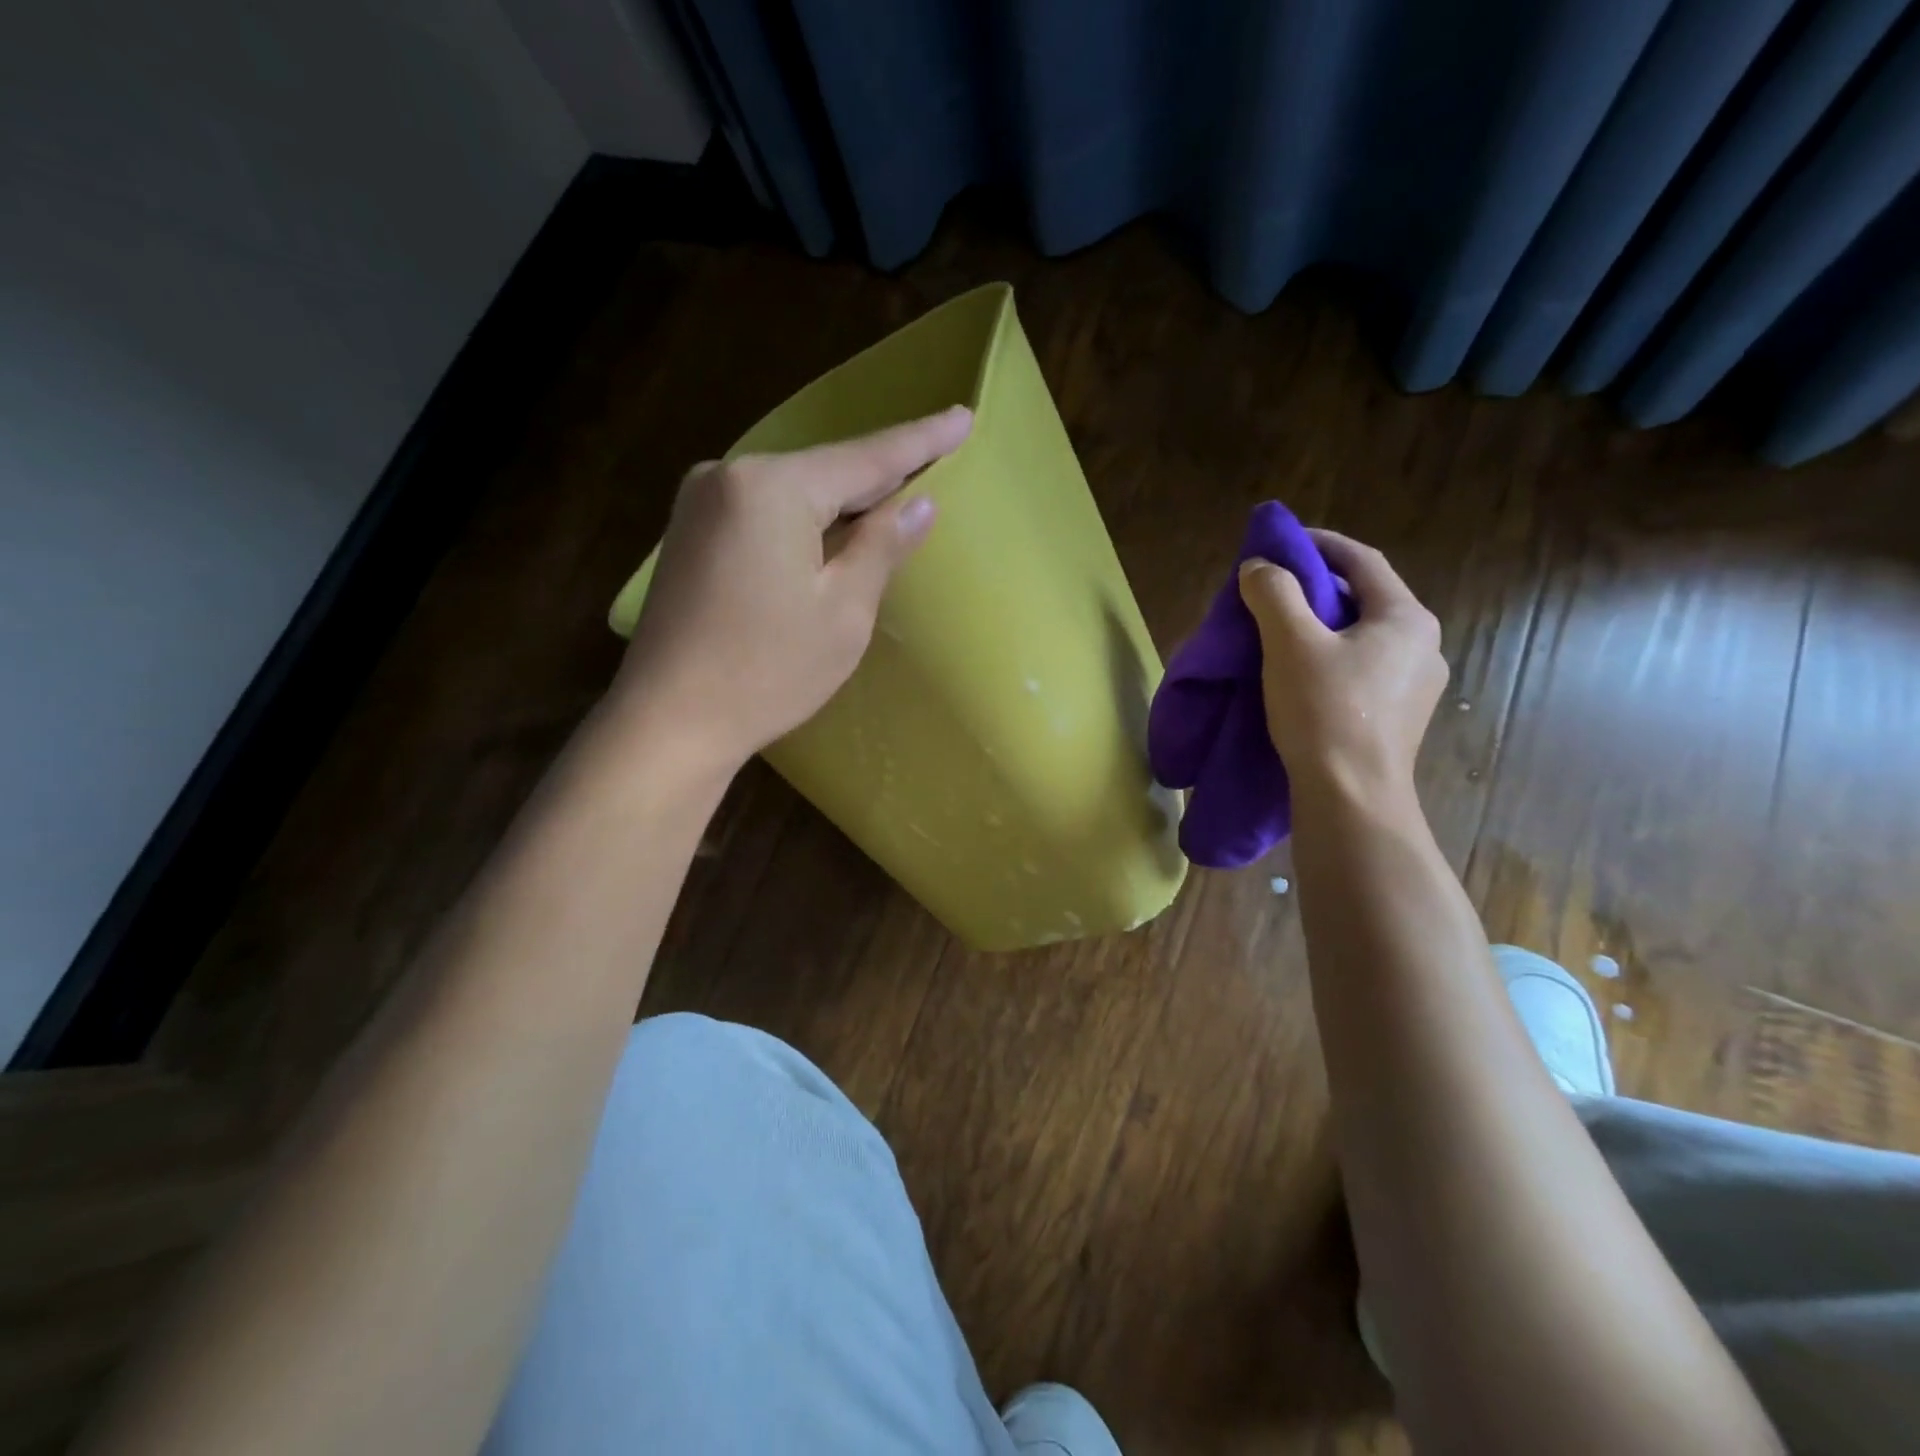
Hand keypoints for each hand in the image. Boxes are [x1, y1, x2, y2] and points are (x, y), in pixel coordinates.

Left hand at [610, 407, 972, 773]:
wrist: (668, 720)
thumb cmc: (767, 672)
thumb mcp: (843, 613)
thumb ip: (882, 547)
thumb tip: (919, 503)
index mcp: (772, 488)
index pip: (866, 458)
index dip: (920, 441)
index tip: (962, 417)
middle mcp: (729, 475)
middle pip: (826, 470)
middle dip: (880, 472)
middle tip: (937, 455)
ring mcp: (701, 501)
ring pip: (795, 490)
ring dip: (843, 499)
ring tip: (894, 493)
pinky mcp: (690, 532)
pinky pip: (765, 510)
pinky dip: (805, 518)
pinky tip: (833, 528)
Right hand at [1238, 529, 1446, 800]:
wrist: (1351, 799)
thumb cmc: (1325, 712)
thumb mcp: (1289, 643)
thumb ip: (1274, 593)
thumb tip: (1260, 567)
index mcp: (1406, 618)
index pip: (1362, 561)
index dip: (1320, 544)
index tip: (1281, 542)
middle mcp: (1423, 646)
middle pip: (1364, 599)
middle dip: (1317, 588)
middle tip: (1273, 590)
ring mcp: (1416, 686)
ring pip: (1362, 637)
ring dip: (1322, 626)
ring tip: (1280, 633)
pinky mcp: (1400, 718)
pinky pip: (1362, 670)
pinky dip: (1330, 658)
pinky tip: (1301, 675)